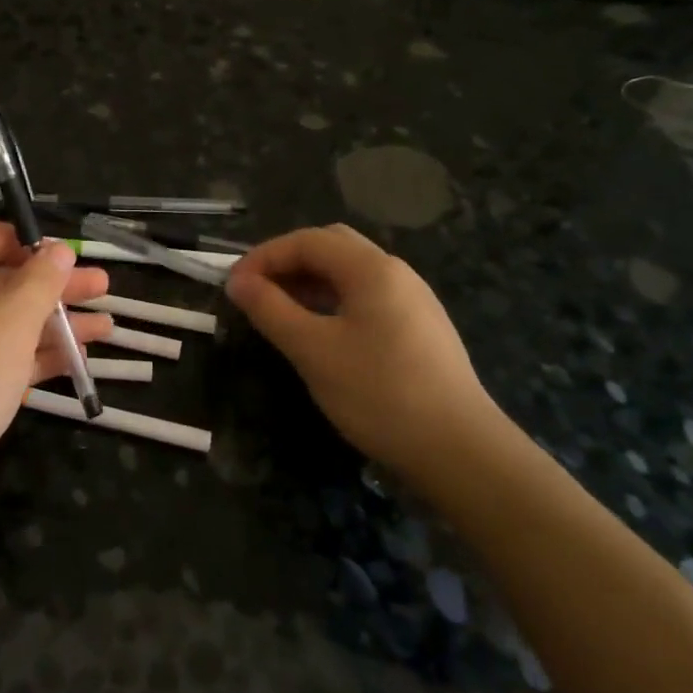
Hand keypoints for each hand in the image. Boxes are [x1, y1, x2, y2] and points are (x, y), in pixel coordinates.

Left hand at [0, 219, 112, 499]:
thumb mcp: (11, 319)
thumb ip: (40, 280)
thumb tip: (57, 250)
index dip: (18, 238)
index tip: (59, 254)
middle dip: (51, 284)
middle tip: (102, 286)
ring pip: (2, 322)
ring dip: (52, 322)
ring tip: (106, 326)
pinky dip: (34, 355)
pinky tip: (79, 360)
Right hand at [226, 224, 509, 478]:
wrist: (460, 451)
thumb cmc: (379, 393)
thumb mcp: (313, 350)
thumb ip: (270, 309)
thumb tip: (237, 281)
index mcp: (372, 268)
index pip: (306, 241)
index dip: (263, 257)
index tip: (233, 286)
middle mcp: (396, 272)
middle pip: (331, 246)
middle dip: (287, 262)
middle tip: (256, 292)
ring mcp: (413, 300)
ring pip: (350, 272)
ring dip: (309, 281)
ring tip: (279, 311)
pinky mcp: (420, 328)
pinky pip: (366, 297)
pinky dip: (332, 300)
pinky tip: (320, 331)